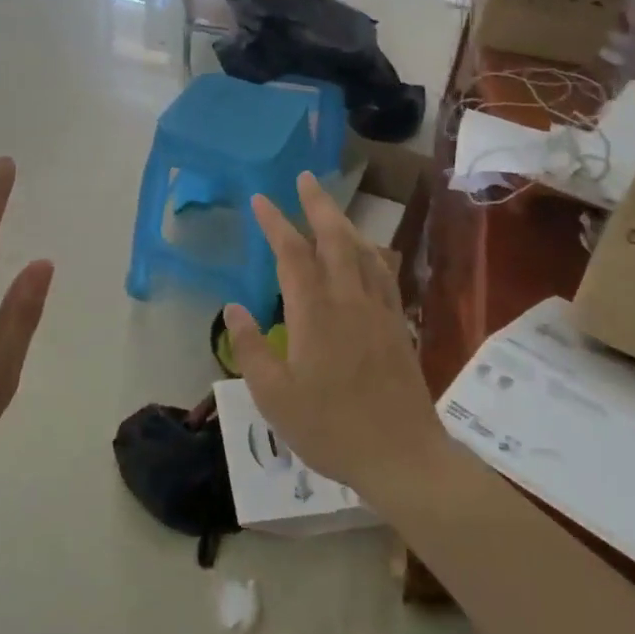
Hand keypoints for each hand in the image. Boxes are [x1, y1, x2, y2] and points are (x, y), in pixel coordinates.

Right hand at [223, 173, 442, 497]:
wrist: (401, 455)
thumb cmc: (330, 428)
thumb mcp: (274, 397)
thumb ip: (252, 348)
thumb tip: (233, 308)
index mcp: (315, 314)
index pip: (292, 255)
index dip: (275, 223)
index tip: (261, 199)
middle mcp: (349, 300)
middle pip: (334, 239)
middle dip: (317, 205)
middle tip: (304, 178)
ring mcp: (379, 310)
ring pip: (362, 251)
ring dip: (344, 222)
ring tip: (330, 207)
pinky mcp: (397, 325)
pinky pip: (383, 274)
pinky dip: (370, 252)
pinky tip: (367, 252)